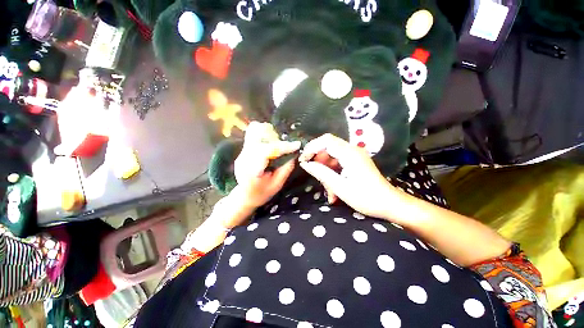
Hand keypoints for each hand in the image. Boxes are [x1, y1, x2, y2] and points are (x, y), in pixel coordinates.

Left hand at [234, 122, 300, 208]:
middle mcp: (244, 159)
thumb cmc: (261, 194)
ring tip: (279, 145)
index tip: (296, 145)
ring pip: (255, 134)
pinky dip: (265, 136)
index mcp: (251, 171)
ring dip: (270, 136)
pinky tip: (272, 143)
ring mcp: (242, 153)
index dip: (282, 147)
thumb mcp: (276, 186)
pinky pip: (254, 136)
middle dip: (276, 140)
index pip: (266, 152)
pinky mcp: (244, 151)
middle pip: (259, 139)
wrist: (244, 196)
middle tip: (287, 147)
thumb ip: (285, 170)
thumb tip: (293, 155)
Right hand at [298, 133, 397, 218]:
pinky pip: (338, 162)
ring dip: (326, 171)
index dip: (311, 148)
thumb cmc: (366, 198)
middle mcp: (352, 150)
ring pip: (332, 156)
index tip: (303, 160)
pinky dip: (333, 173)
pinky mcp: (356, 161)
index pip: (325, 141)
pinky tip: (334, 189)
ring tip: (328, 191)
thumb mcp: (340, 187)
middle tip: (314, 176)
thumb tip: (305, 164)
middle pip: (328, 147)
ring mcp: (355, 155)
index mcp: (350, 154)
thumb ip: (321, 173)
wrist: (390, 204)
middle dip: (318, 161)